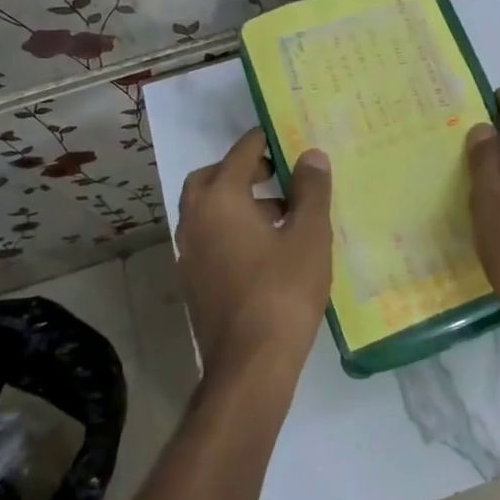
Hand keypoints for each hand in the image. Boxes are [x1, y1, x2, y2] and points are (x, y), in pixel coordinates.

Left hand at [175, 128, 333, 383]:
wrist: (251, 364)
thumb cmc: (284, 290)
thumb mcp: (309, 235)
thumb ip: (310, 190)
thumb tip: (310, 155)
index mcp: (220, 200)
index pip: (240, 154)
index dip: (263, 141)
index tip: (283, 134)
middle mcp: (195, 220)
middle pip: (211, 179)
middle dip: (241, 170)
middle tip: (275, 173)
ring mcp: (189, 254)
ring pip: (208, 210)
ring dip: (237, 201)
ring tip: (282, 212)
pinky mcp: (193, 282)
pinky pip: (209, 238)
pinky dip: (231, 228)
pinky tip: (266, 248)